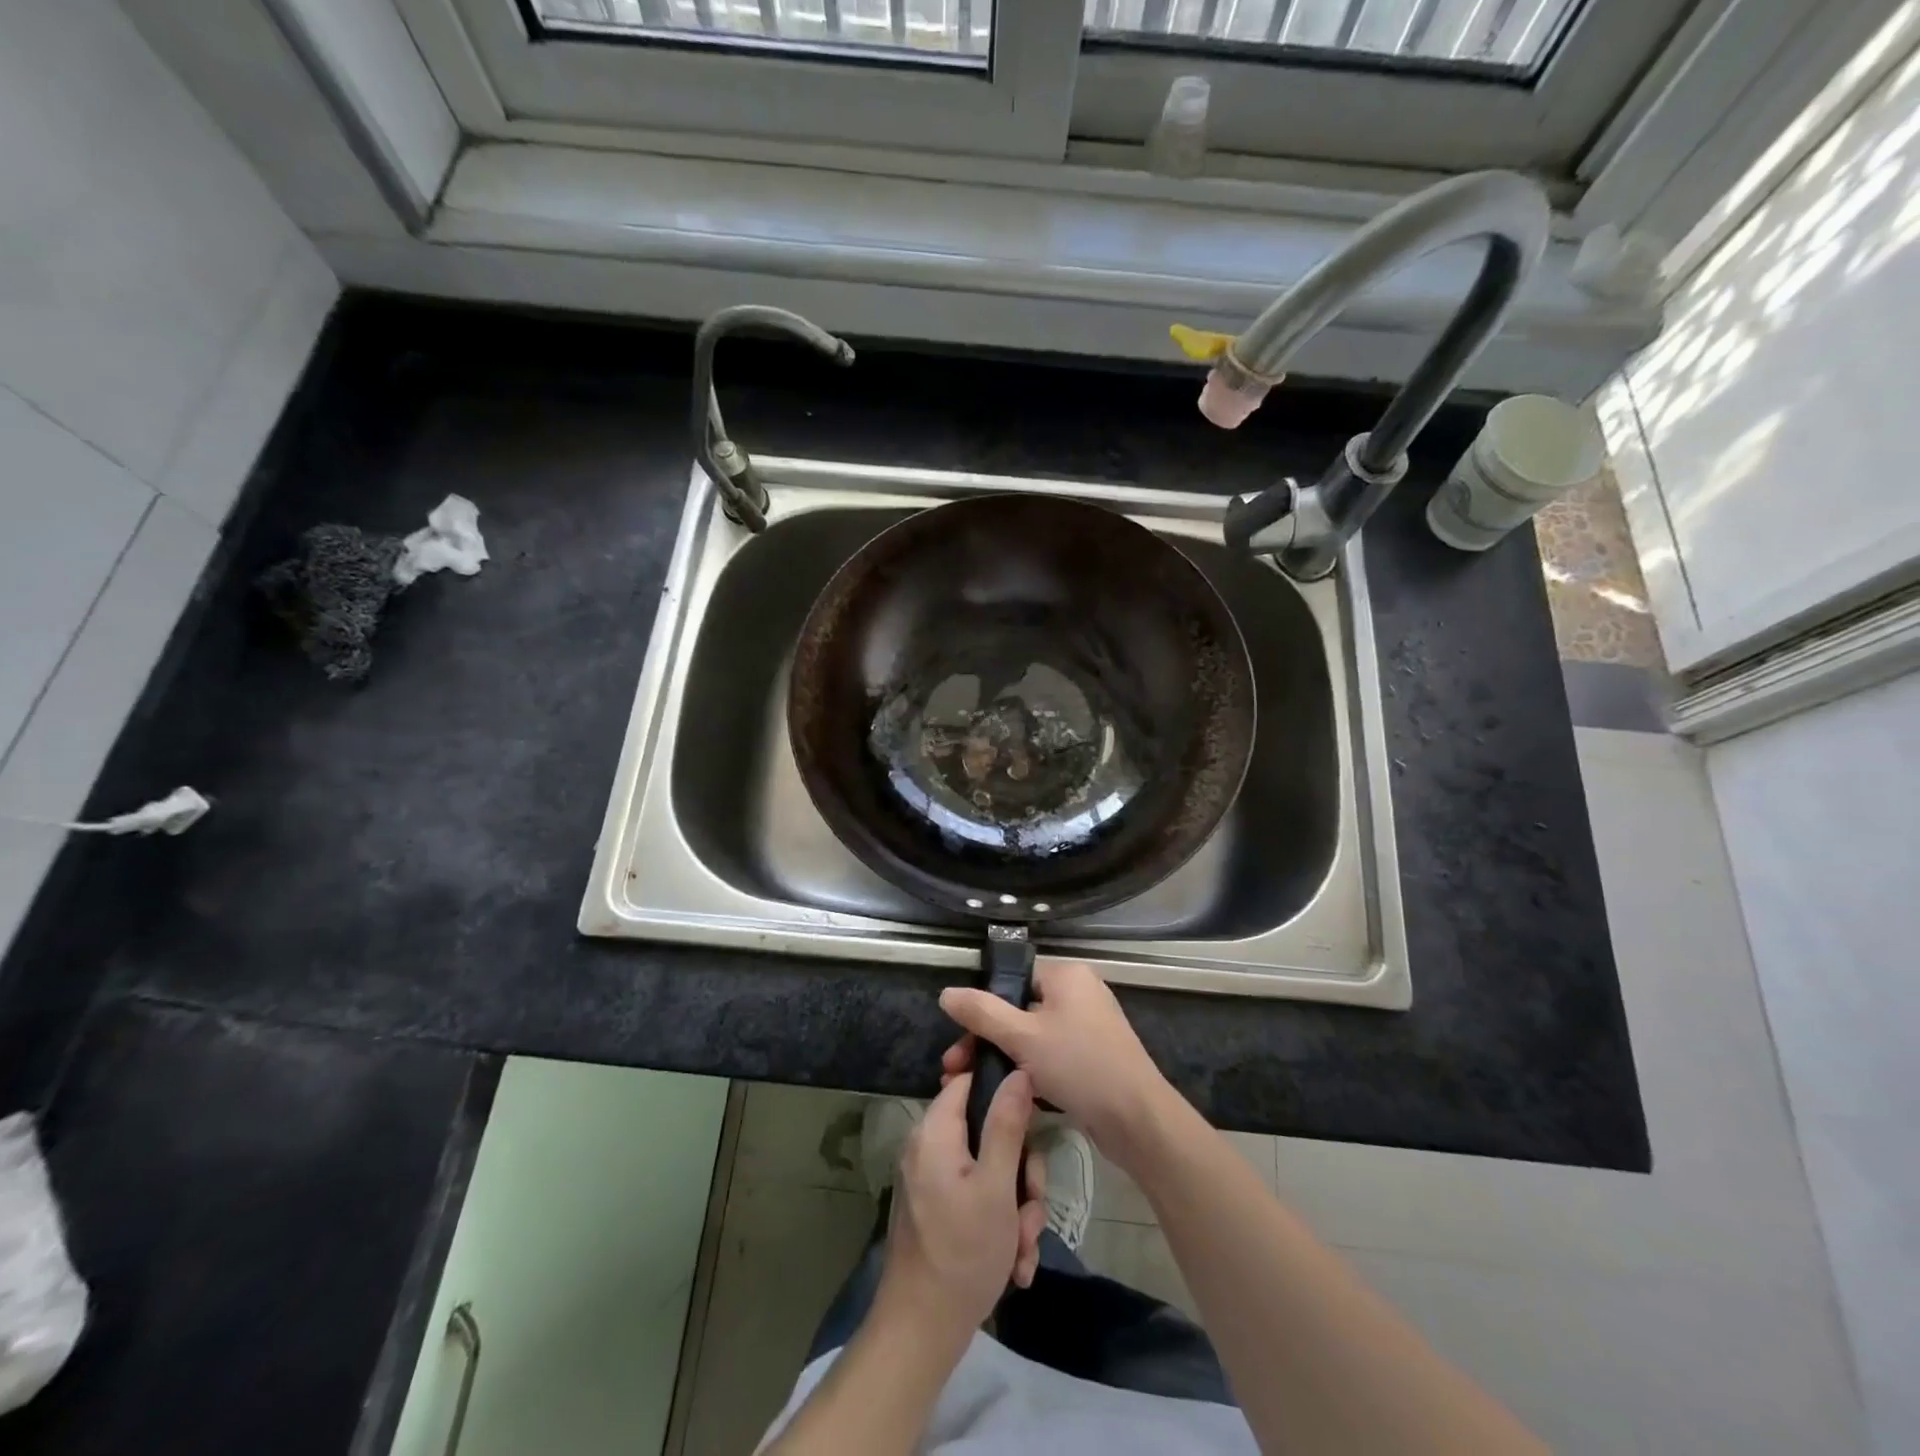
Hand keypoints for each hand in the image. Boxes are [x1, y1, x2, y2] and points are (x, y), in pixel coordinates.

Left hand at [877, 1071, 1049, 1343]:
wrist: (921, 1333)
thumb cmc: (963, 1253)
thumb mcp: (997, 1186)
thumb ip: (1008, 1125)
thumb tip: (1019, 1071)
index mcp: (936, 1131)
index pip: (971, 1081)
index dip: (1005, 1094)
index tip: (1033, 1126)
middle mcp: (929, 1147)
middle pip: (989, 1132)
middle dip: (1021, 1174)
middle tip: (1030, 1210)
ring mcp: (932, 1181)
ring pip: (991, 1172)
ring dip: (1016, 1209)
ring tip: (1022, 1248)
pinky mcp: (937, 1210)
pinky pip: (977, 1199)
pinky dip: (999, 1225)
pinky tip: (1014, 1264)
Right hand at [940, 961, 1173, 1166]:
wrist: (1137, 1120)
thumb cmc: (1079, 1066)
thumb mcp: (1022, 1037)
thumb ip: (982, 1013)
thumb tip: (946, 993)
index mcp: (1067, 975)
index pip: (1014, 979)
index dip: (984, 1007)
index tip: (961, 1039)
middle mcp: (1080, 993)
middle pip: (1020, 1009)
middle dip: (986, 1039)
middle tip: (957, 1069)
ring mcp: (1090, 1026)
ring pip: (1034, 1036)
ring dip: (1004, 1058)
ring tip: (974, 1085)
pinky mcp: (1094, 1057)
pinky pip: (1052, 1055)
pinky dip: (1030, 1070)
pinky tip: (1009, 1094)